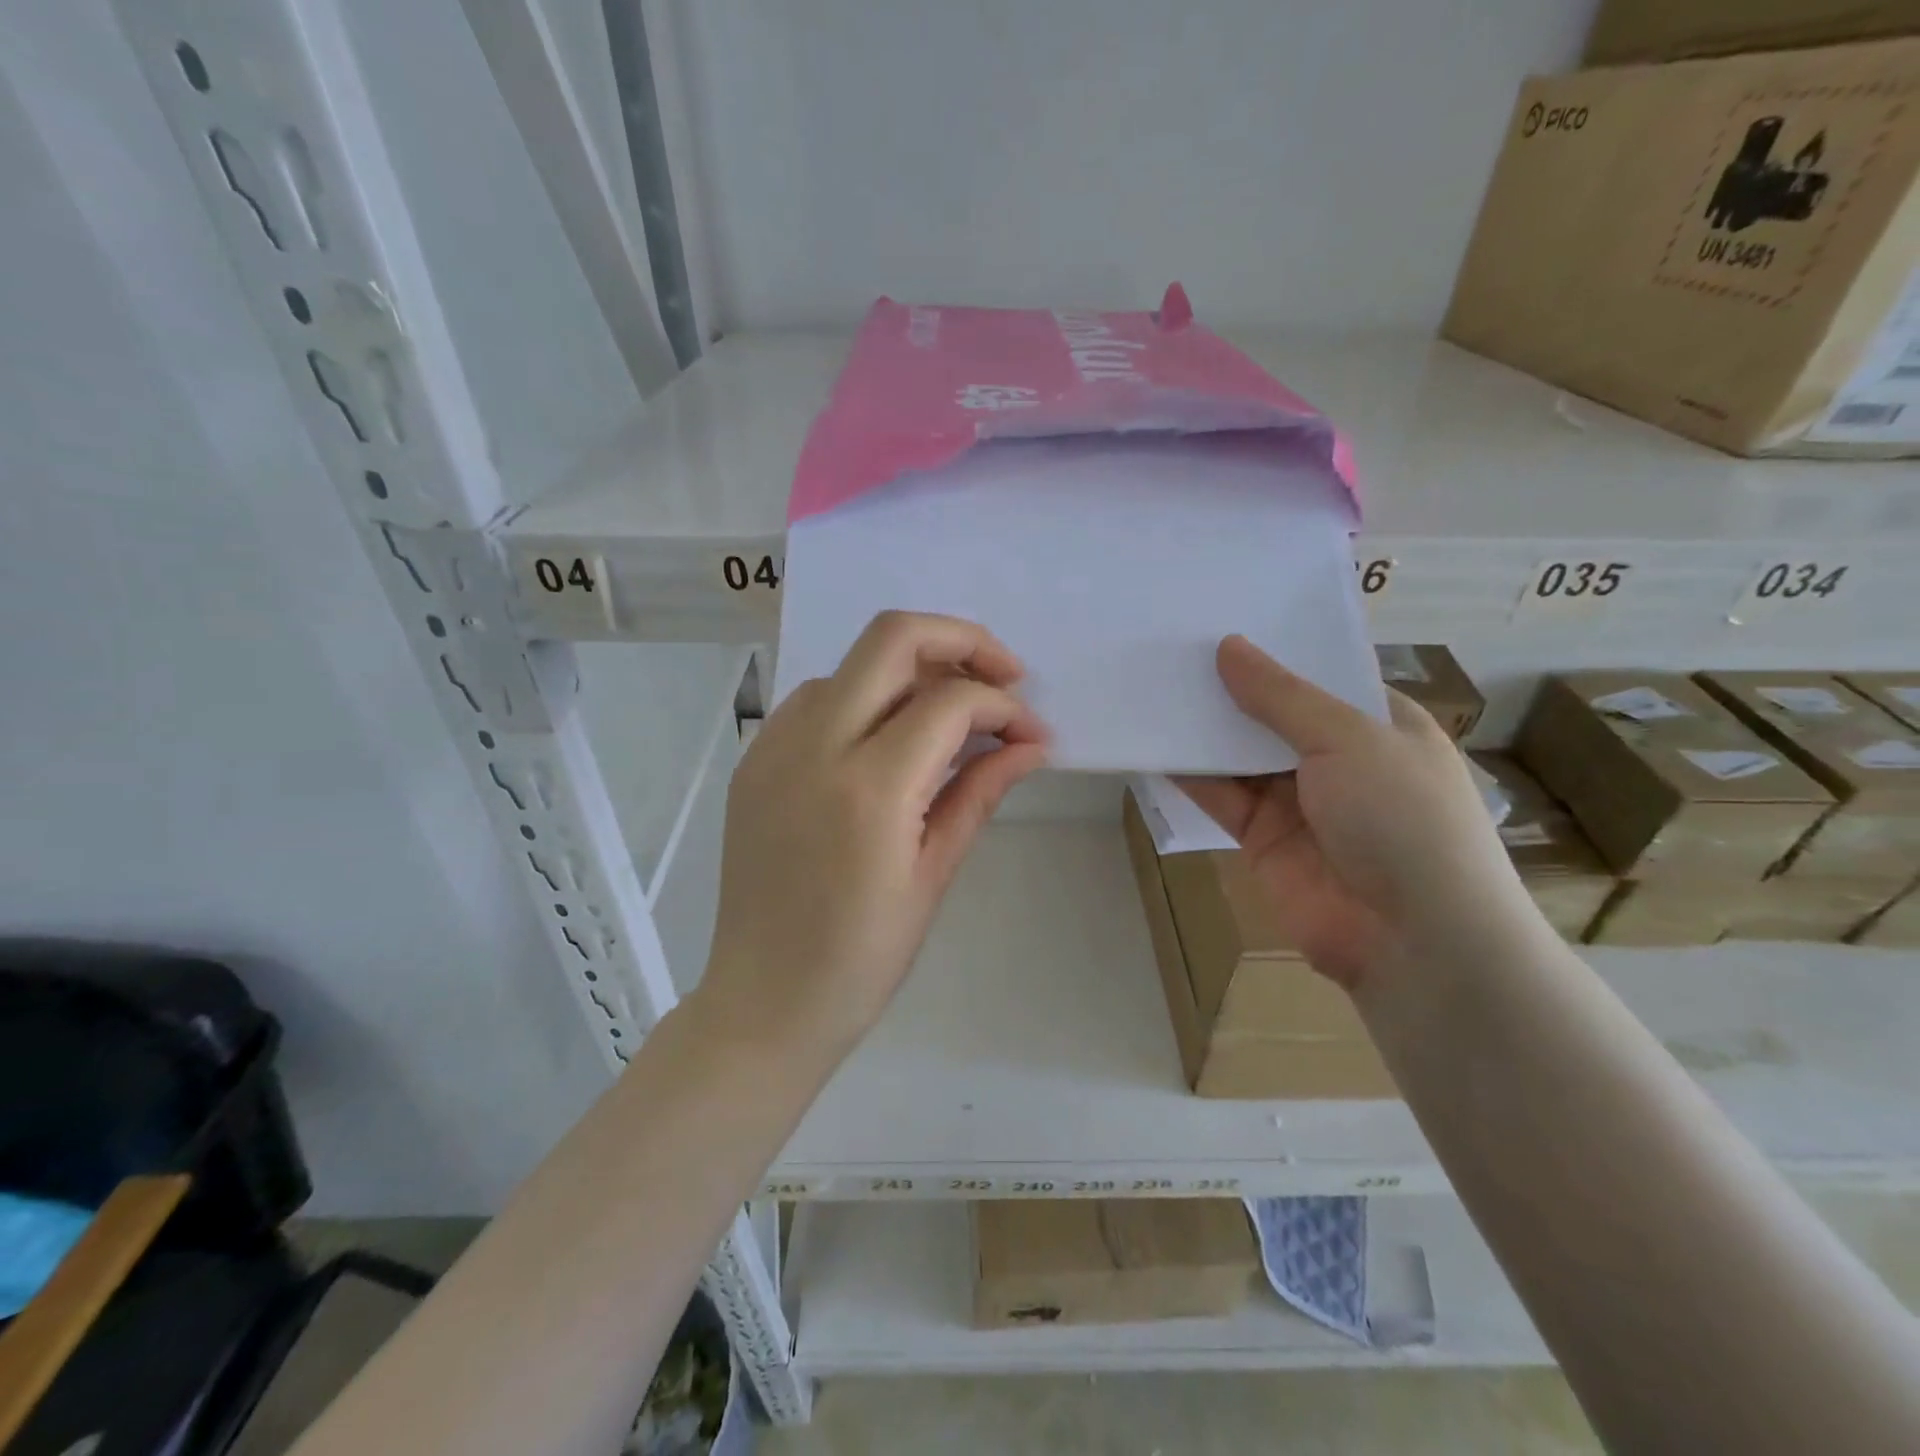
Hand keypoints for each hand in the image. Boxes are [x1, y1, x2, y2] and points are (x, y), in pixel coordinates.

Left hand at [699, 612, 1048, 1060]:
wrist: (764, 1000)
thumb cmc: (862, 958)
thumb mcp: (934, 875)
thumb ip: (980, 792)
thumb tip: (1031, 745)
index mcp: (869, 787)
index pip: (951, 701)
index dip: (1004, 707)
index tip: (1032, 735)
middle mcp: (814, 746)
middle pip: (893, 636)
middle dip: (962, 641)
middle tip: (1003, 678)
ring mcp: (774, 747)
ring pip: (853, 664)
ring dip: (911, 671)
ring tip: (950, 717)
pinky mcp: (755, 759)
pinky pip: (816, 698)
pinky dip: (864, 698)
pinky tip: (888, 740)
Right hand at [1175, 636, 1536, 989]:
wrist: (1412, 939)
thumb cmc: (1403, 818)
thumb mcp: (1348, 739)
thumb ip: (1281, 697)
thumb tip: (1228, 647)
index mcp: (1377, 725)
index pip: (1319, 675)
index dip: (1273, 651)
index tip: (1220, 621)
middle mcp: (1337, 759)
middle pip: (1272, 714)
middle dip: (1228, 687)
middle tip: (1172, 647)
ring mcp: (1298, 801)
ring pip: (1239, 755)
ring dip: (1203, 729)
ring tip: (1154, 685)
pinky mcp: (1262, 839)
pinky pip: (1220, 796)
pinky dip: (1190, 774)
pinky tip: (1154, 743)